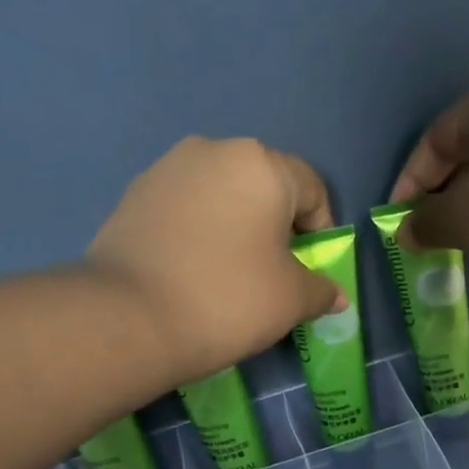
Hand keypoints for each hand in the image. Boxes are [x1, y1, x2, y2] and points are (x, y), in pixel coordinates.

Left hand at [83, 137, 346, 386]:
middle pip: (265, 187)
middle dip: (277, 227)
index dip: (321, 232)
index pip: (312, 189)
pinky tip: (194, 272)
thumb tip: (335, 295)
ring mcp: (168, 169)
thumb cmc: (230, 299)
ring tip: (230, 275)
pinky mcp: (135, 194)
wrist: (132, 317)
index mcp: (262, 165)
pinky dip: (200, 233)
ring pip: (223, 196)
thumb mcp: (292, 300)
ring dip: (237, 228)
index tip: (310, 271)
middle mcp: (214, 150)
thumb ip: (321, 290)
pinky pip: (187, 209)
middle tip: (272, 274)